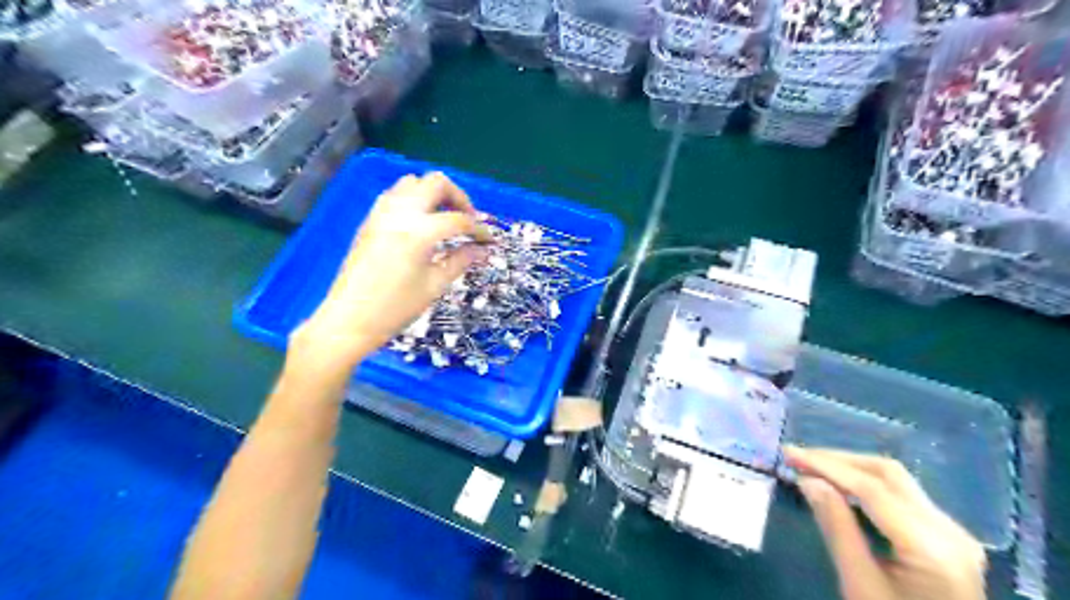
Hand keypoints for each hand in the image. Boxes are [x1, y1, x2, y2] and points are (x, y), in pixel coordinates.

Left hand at [292, 172, 491, 373]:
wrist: (349, 320)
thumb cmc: (395, 308)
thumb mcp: (434, 286)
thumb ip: (460, 261)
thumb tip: (482, 250)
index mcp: (419, 232)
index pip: (458, 219)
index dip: (479, 229)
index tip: (489, 241)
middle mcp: (400, 213)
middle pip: (436, 183)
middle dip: (459, 198)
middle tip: (468, 221)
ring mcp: (381, 213)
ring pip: (413, 182)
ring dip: (434, 194)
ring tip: (445, 219)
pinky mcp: (370, 220)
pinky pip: (395, 194)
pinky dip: (414, 199)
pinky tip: (421, 223)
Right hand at [784, 445, 984, 598]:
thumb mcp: (859, 584)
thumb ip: (836, 527)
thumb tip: (808, 480)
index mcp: (933, 549)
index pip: (872, 489)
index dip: (826, 466)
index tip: (789, 454)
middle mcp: (951, 532)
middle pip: (888, 474)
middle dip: (838, 461)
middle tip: (798, 457)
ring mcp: (954, 533)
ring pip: (897, 480)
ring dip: (851, 469)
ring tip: (812, 466)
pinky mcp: (948, 537)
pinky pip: (903, 496)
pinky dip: (867, 485)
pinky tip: (841, 487)